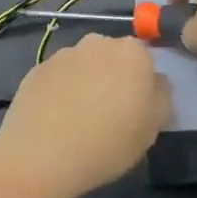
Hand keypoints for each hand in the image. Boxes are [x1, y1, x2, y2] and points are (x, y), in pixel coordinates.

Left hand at [0, 34, 169, 197]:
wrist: (42, 155)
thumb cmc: (108, 142)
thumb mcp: (152, 128)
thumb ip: (160, 96)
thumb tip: (154, 82)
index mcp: (131, 52)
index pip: (144, 59)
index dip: (141, 83)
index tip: (135, 108)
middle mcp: (96, 43)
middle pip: (112, 57)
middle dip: (112, 77)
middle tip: (109, 112)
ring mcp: (62, 54)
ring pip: (83, 66)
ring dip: (85, 83)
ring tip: (78, 119)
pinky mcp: (36, 69)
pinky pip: (57, 78)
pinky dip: (59, 91)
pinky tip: (55, 119)